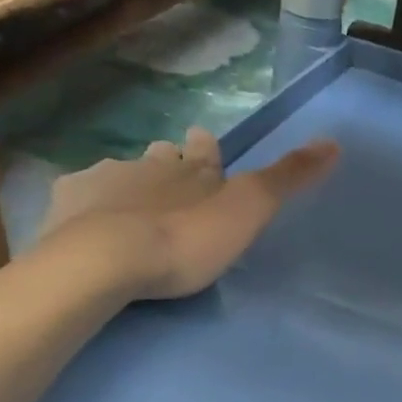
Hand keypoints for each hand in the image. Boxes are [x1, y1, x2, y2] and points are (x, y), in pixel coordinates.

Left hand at [35, 126, 339, 300]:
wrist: (108, 259)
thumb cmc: (187, 238)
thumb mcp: (250, 210)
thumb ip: (288, 179)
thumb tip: (334, 142)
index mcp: (193, 169)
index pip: (203, 148)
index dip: (205, 148)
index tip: (203, 146)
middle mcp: (148, 164)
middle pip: (159, 156)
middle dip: (166, 164)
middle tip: (169, 181)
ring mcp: (103, 180)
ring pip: (119, 172)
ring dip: (128, 184)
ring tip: (130, 209)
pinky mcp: (67, 203)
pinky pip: (79, 195)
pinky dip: (87, 204)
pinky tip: (87, 221)